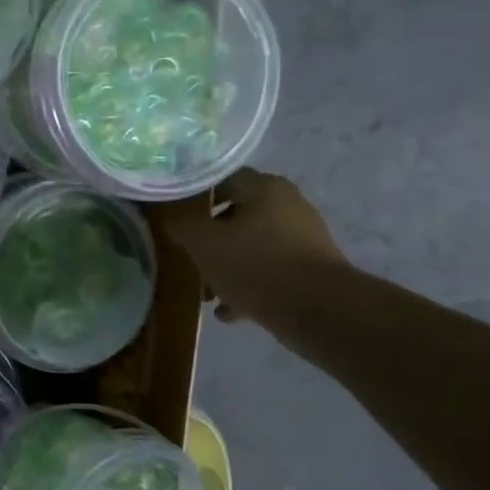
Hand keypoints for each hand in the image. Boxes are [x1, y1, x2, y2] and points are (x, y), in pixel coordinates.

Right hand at [164, 169, 349, 324]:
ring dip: (227, 266)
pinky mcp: (310, 270)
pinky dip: (248, 286)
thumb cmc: (254, 264)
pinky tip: (228, 311)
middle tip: (189, 256)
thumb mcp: (203, 243)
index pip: (222, 179)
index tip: (176, 216)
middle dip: (210, 239)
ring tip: (206, 293)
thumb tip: (170, 219)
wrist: (318, 310)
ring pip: (252, 247)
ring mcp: (303, 239)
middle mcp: (288, 205)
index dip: (195, 196)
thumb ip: (181, 226)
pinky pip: (270, 272)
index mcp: (264, 188)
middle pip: (236, 216)